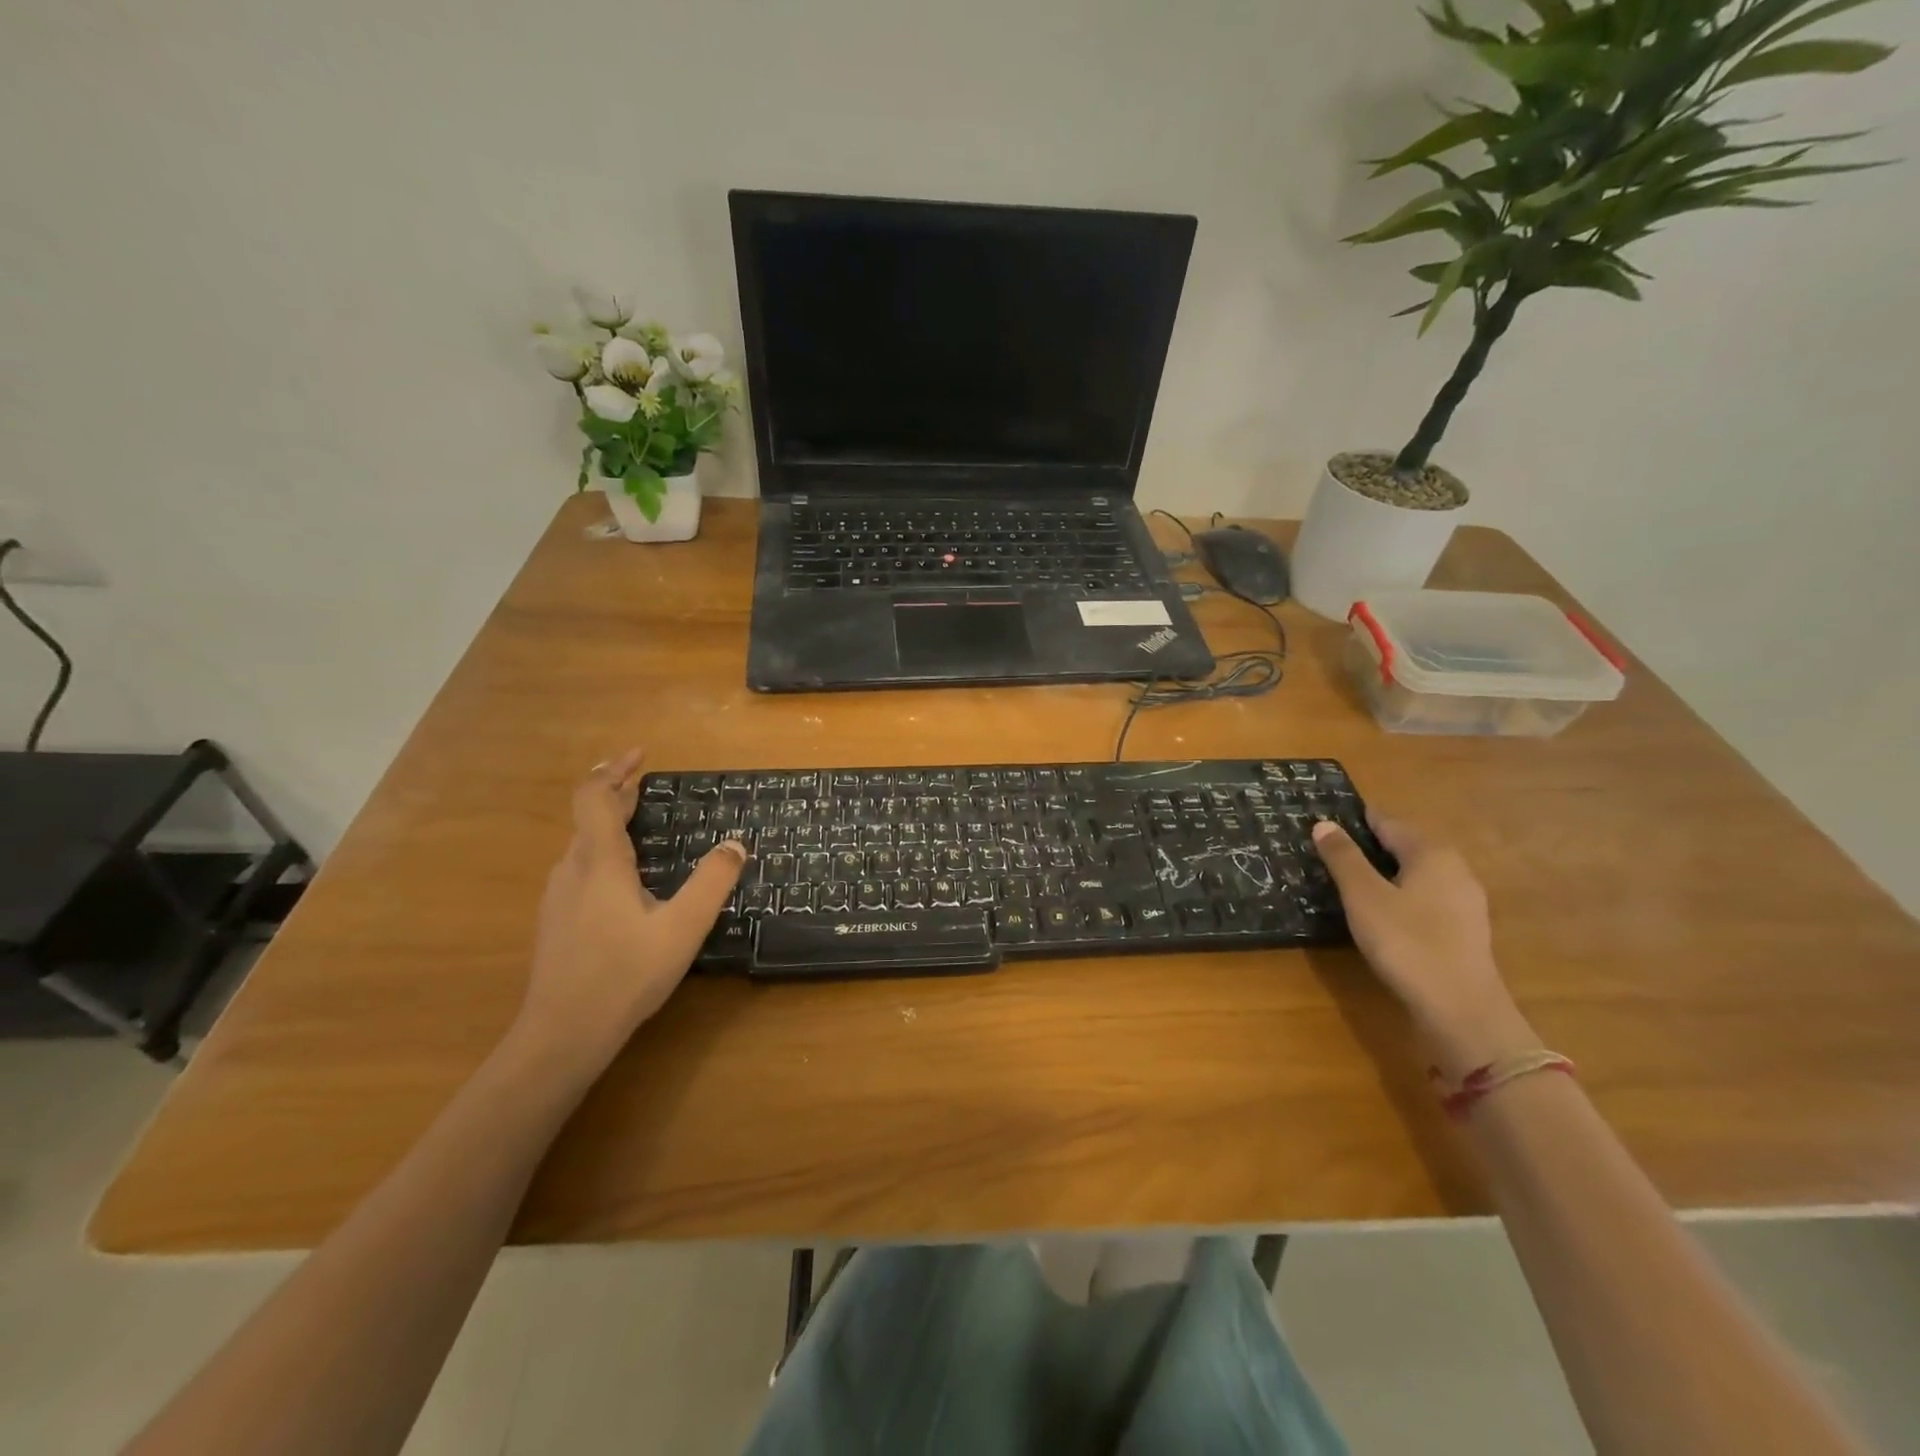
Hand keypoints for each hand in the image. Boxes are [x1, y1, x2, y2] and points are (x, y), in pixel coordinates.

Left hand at [517, 750, 746, 1080]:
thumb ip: (712, 882)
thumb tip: (735, 843)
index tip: (640, 756)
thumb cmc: (625, 975)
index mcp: (600, 862)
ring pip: (583, 845)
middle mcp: (572, 870)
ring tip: (641, 825)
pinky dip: (604, 851)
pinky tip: (625, 879)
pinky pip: (581, 869)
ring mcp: (558, 897)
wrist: (562, 1035)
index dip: (614, 771)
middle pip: (589, 817)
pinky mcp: (556, 921)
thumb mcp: (683, 927)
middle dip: (618, 793)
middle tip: (648, 783)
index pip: (594, 798)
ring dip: (610, 824)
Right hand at [1311, 815, 1537, 1077]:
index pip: (1388, 823)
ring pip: (1416, 874)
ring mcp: (1465, 902)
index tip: (1328, 820)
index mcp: (1431, 853)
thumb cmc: (1407, 942)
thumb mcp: (1363, 896)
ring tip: (1350, 881)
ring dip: (1385, 873)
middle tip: (1332, 850)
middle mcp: (1455, 869)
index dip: (1357, 820)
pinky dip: (1400, 896)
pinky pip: (1425, 899)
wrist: (1461, 1010)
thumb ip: (1343, 858)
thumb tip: (1325, 824)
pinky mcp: (1465, 930)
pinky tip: (1381, 912)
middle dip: (1371, 846)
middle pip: (1405, 846)